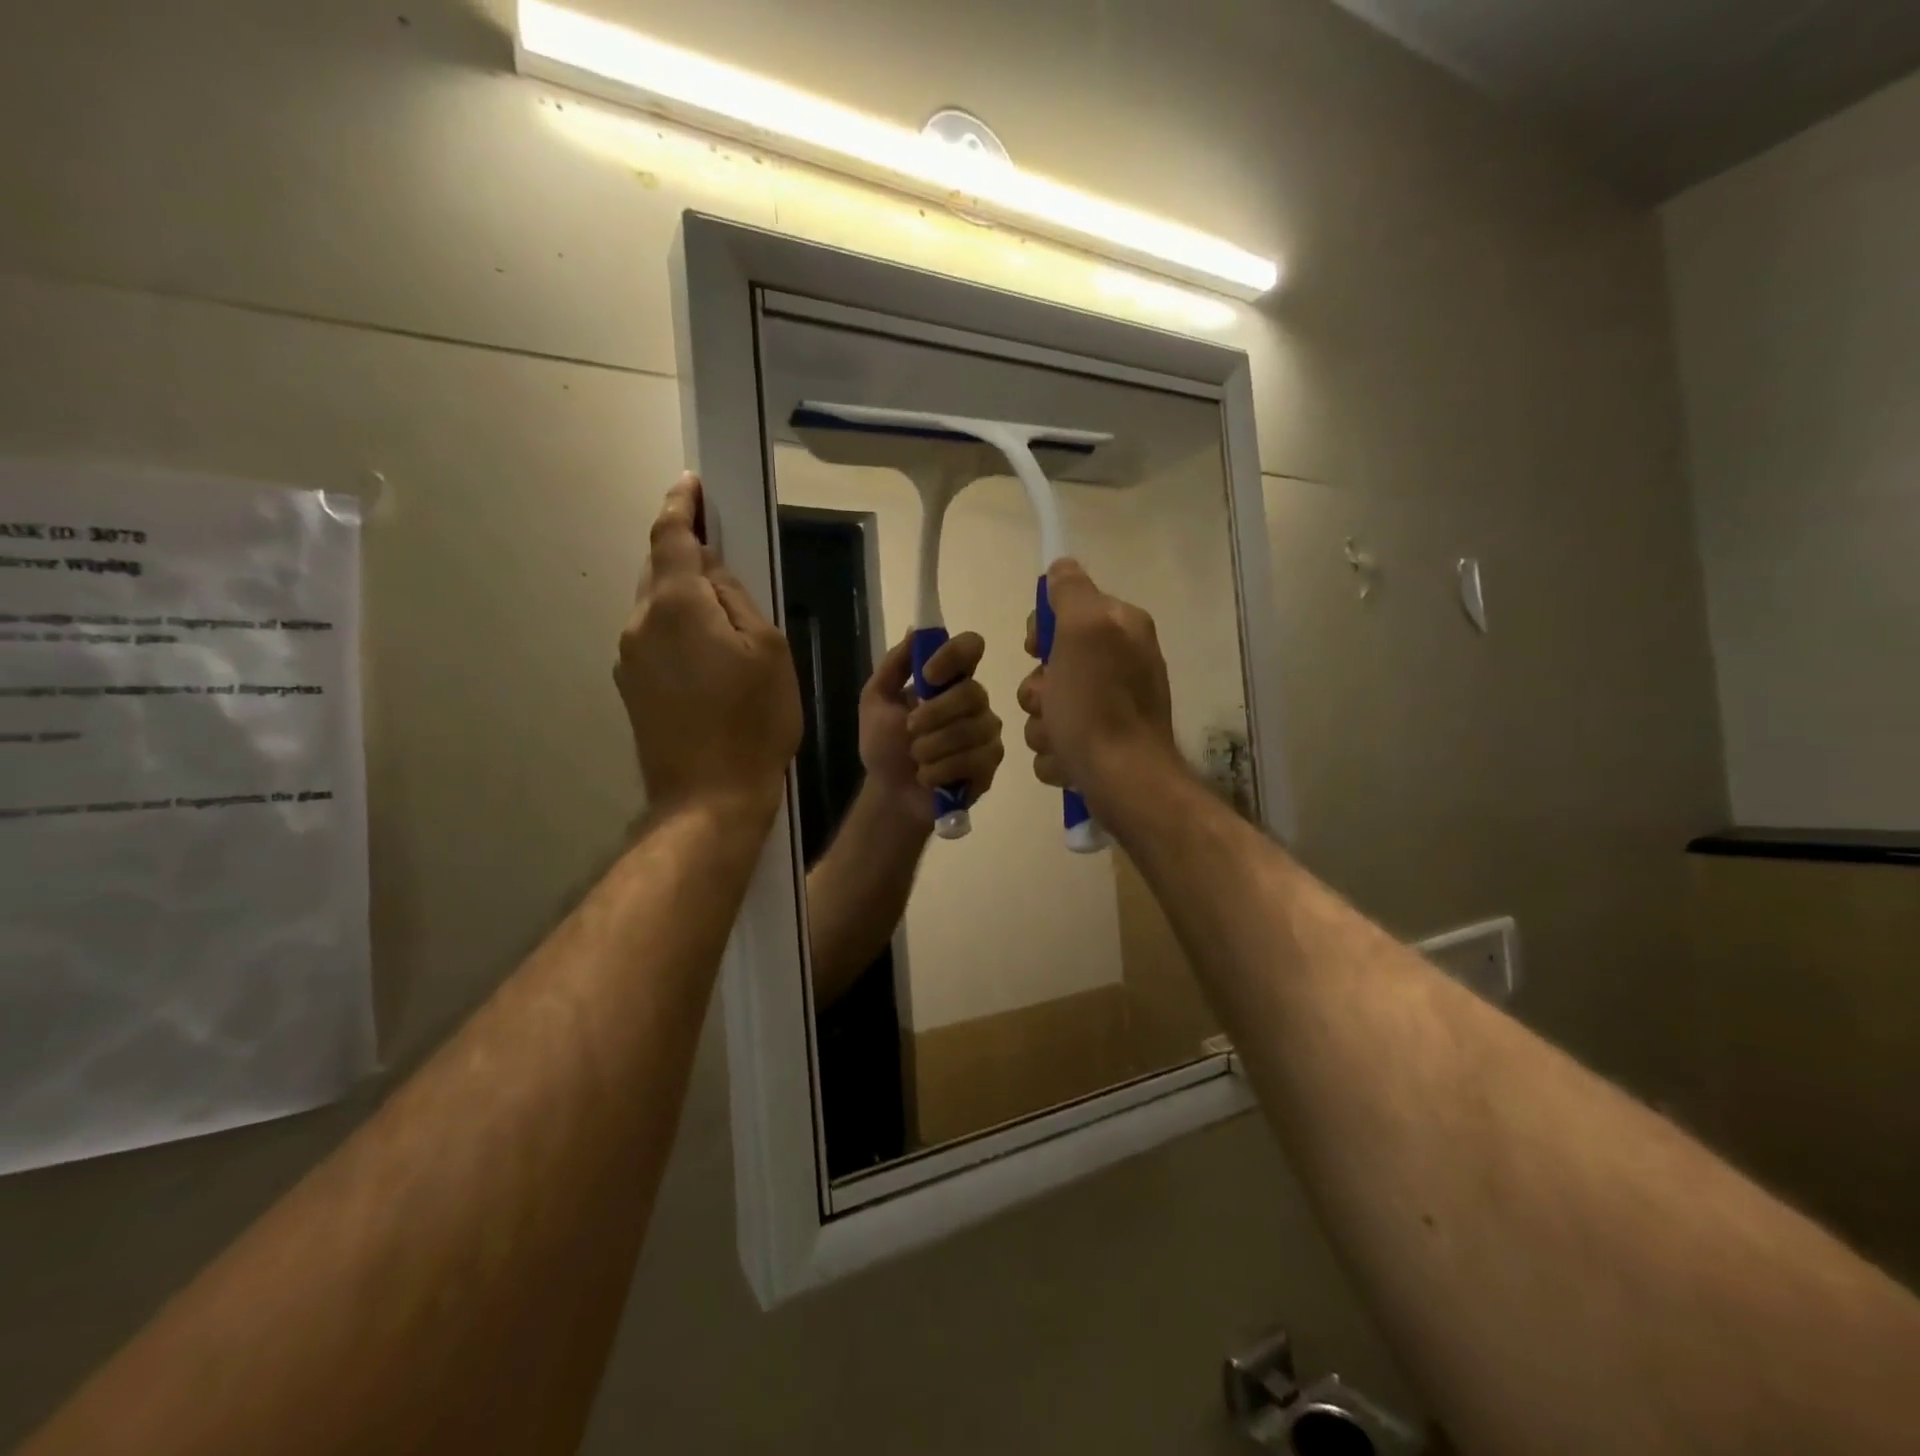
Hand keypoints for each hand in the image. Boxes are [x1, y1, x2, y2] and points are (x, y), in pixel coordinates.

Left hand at [614, 475, 801, 822]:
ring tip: (723, 619)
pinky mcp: (631, 688)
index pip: (671, 538)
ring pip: (656, 608)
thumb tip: (710, 571)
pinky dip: (677, 630)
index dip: (680, 506)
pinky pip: (654, 639)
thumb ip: (736, 598)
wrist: (709, 797)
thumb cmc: (754, 721)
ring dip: (684, 598)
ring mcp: (629, 658)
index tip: (690, 484)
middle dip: (684, 554)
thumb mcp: (768, 649)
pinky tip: (707, 656)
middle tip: (719, 550)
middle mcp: (640, 622)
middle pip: (660, 571)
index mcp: (677, 605)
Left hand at [860, 631, 1004, 822]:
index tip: (928, 674)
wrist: (890, 794)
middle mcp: (974, 701)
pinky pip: (973, 760)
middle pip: (971, 693)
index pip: (971, 647)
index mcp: (949, 680)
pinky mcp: (990, 763)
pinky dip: (940, 771)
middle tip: (910, 731)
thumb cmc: (884, 746)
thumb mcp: (876, 701)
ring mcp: (986, 732)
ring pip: (970, 730)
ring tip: (917, 760)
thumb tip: (916, 630)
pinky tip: (929, 777)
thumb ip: (894, 665)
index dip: (953, 655)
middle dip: (933, 715)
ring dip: (931, 748)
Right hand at [1017, 559, 1178, 814]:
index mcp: (1121, 630)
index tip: (1036, 651)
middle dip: (1038, 690)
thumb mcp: (1083, 632)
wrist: (1124, 782)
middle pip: (1050, 665)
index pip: (1066, 611)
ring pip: (1048, 706)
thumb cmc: (1099, 706)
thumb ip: (1072, 592)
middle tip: (1052, 703)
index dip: (1042, 632)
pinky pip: (1058, 741)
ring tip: (1061, 740)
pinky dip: (1057, 754)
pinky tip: (1069, 762)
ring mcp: (1111, 708)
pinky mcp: (1101, 746)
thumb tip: (1062, 566)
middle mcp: (1121, 664)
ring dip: (1043, 726)